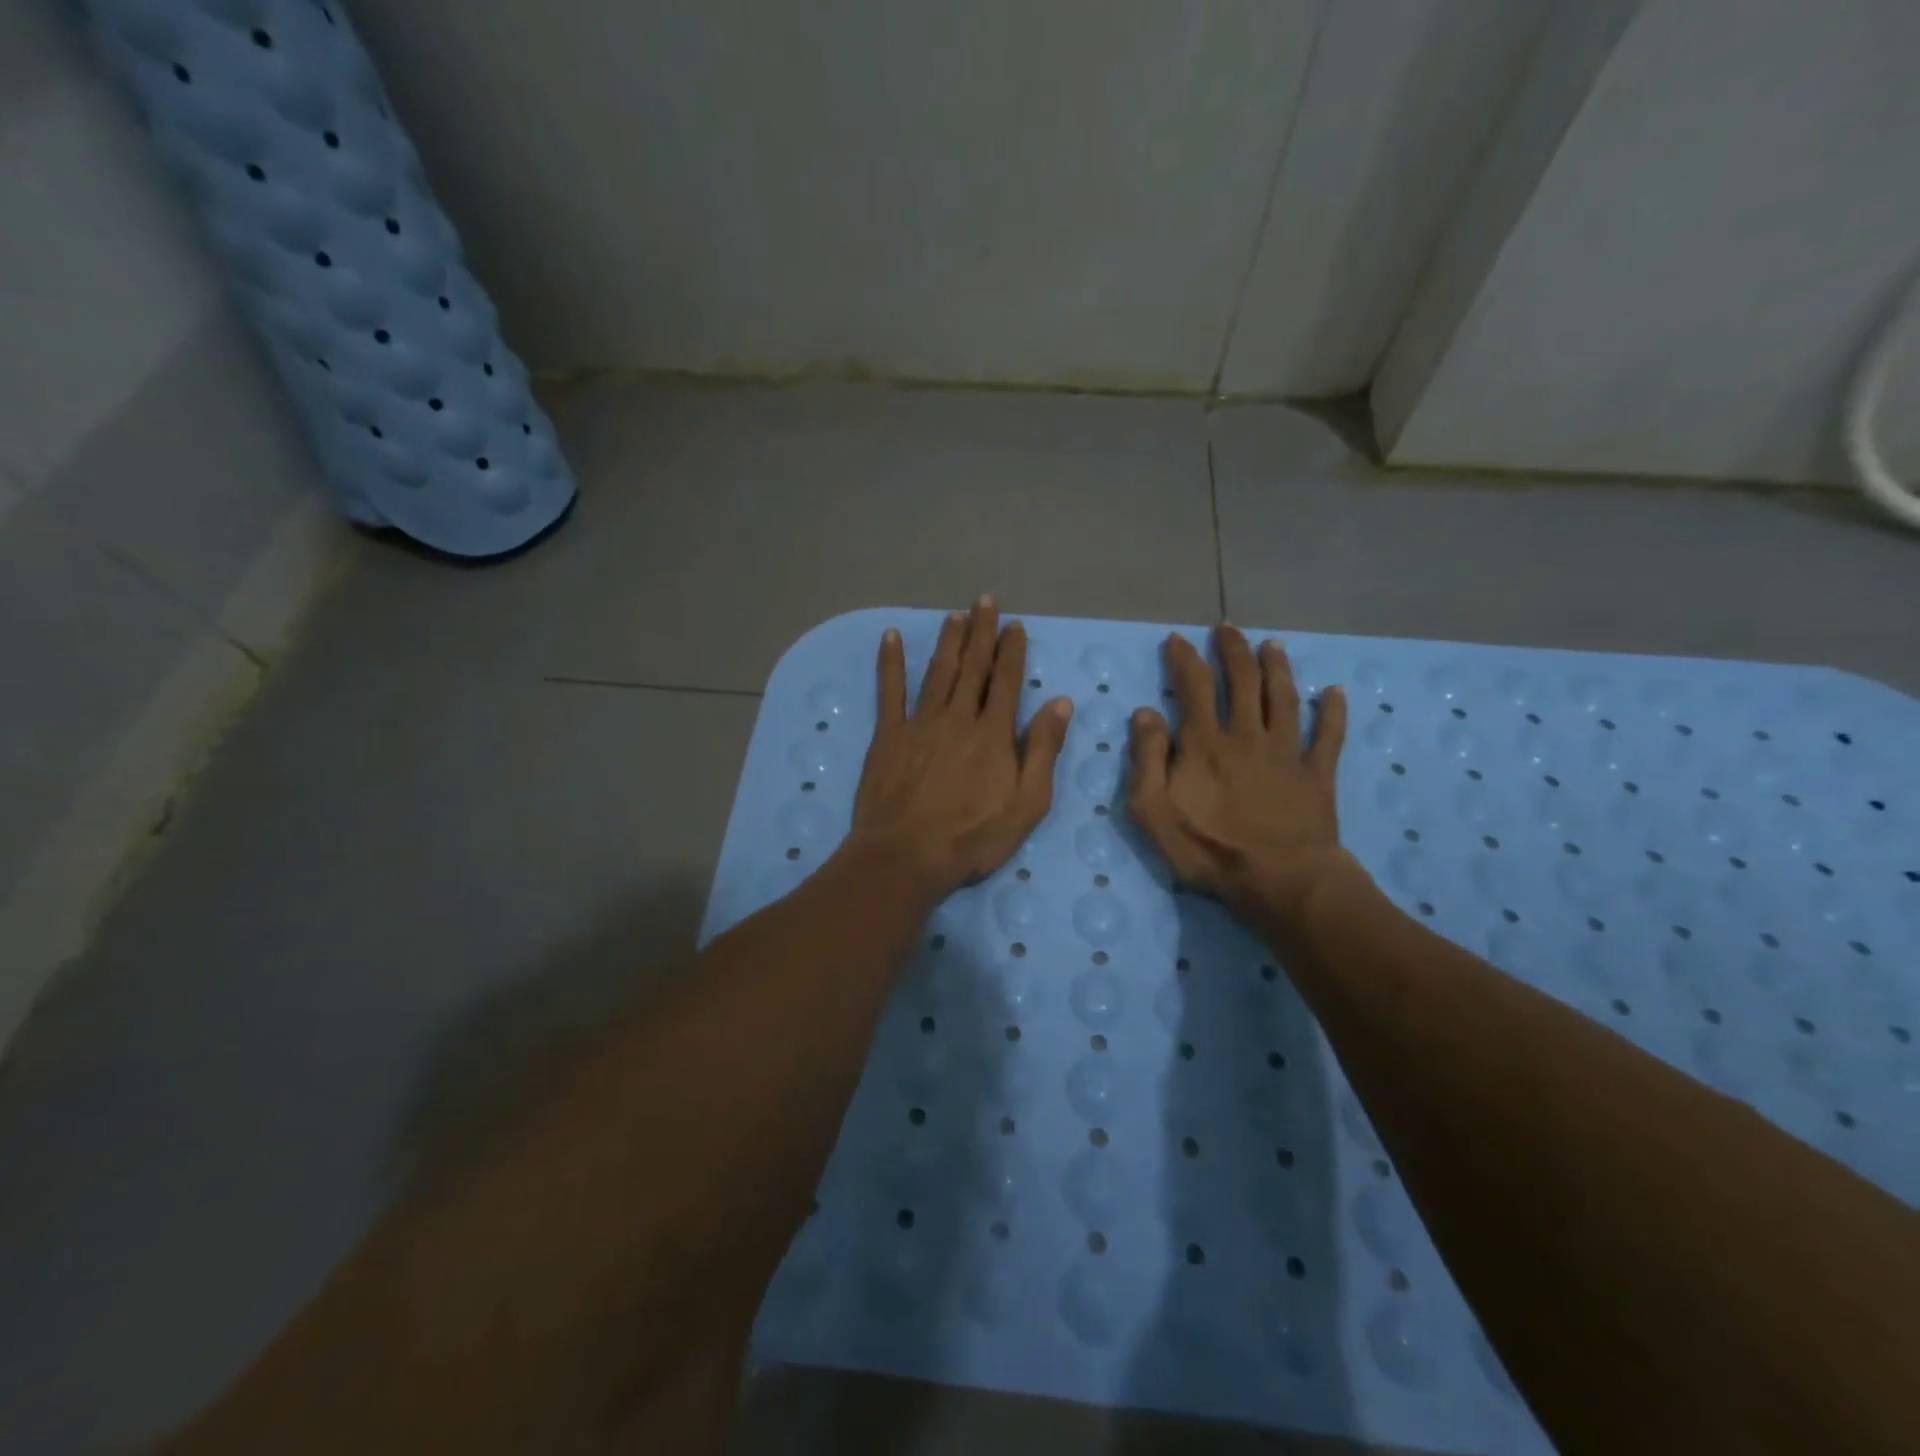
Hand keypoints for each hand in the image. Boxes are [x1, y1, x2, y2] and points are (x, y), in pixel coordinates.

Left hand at [847, 597, 1072, 901]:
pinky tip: (890, 637)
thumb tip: (1060, 703)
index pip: (1007, 682)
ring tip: (954, 616)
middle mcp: (958, 717)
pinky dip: (890, 662)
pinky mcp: (888, 735)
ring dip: (948, 641)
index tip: (1015, 625)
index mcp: (994, 734)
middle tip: (984, 602)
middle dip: (981, 633)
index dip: (1012, 651)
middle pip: (973, 668)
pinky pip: (889, 690)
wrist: (906, 855)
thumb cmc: (973, 837)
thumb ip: (1043, 751)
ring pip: (938, 672)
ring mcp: (920, 723)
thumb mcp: (1027, 804)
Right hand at [1126, 625, 1350, 927]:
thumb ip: (1146, 758)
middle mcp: (1246, 735)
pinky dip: (1332, 712)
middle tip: (1227, 628)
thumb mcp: (1152, 810)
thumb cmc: (1208, 849)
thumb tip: (1145, 712)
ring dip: (1278, 667)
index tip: (1177, 639)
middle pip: (1242, 681)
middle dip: (1232, 650)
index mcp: (1205, 743)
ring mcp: (1286, 752)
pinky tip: (1335, 692)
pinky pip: (1328, 736)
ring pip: (1284, 698)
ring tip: (1272, 645)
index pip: (1193, 686)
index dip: (1184, 658)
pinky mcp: (1317, 774)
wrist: (1278, 880)